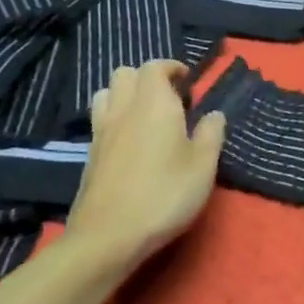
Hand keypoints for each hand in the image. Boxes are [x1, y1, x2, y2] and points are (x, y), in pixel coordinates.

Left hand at [62, 60, 226, 269]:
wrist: (108, 237)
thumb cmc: (164, 195)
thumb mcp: (203, 167)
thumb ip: (211, 134)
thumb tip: (214, 114)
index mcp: (154, 104)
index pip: (155, 67)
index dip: (171, 68)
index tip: (188, 82)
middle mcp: (124, 109)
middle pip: (125, 73)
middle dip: (147, 78)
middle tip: (169, 98)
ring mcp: (101, 131)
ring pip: (106, 93)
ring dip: (125, 94)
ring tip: (145, 116)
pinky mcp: (89, 155)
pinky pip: (99, 120)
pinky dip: (114, 118)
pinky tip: (129, 143)